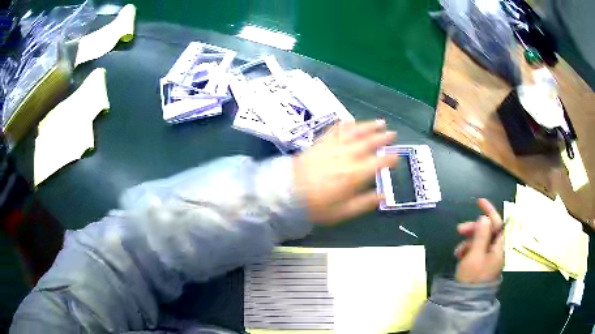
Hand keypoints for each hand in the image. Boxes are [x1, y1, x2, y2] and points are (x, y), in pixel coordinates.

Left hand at [293, 120, 396, 224]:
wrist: (287, 193)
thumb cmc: (317, 206)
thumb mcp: (344, 211)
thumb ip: (365, 203)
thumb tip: (384, 195)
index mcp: (355, 174)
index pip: (378, 162)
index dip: (390, 159)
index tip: (396, 157)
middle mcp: (347, 156)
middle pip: (369, 143)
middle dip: (383, 137)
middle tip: (393, 133)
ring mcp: (333, 147)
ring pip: (355, 132)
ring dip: (368, 126)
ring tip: (379, 122)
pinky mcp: (321, 143)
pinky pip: (335, 129)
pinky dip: (344, 124)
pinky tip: (350, 120)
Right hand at [453, 199, 503, 283]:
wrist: (466, 302)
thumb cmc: (472, 278)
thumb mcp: (475, 255)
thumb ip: (481, 235)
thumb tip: (484, 218)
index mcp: (498, 248)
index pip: (497, 224)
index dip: (489, 211)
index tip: (479, 201)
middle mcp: (495, 251)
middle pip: (487, 232)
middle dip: (473, 229)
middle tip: (458, 230)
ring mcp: (488, 259)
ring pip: (480, 242)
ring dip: (468, 242)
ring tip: (457, 252)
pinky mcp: (481, 265)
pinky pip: (475, 251)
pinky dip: (467, 251)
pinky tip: (459, 257)